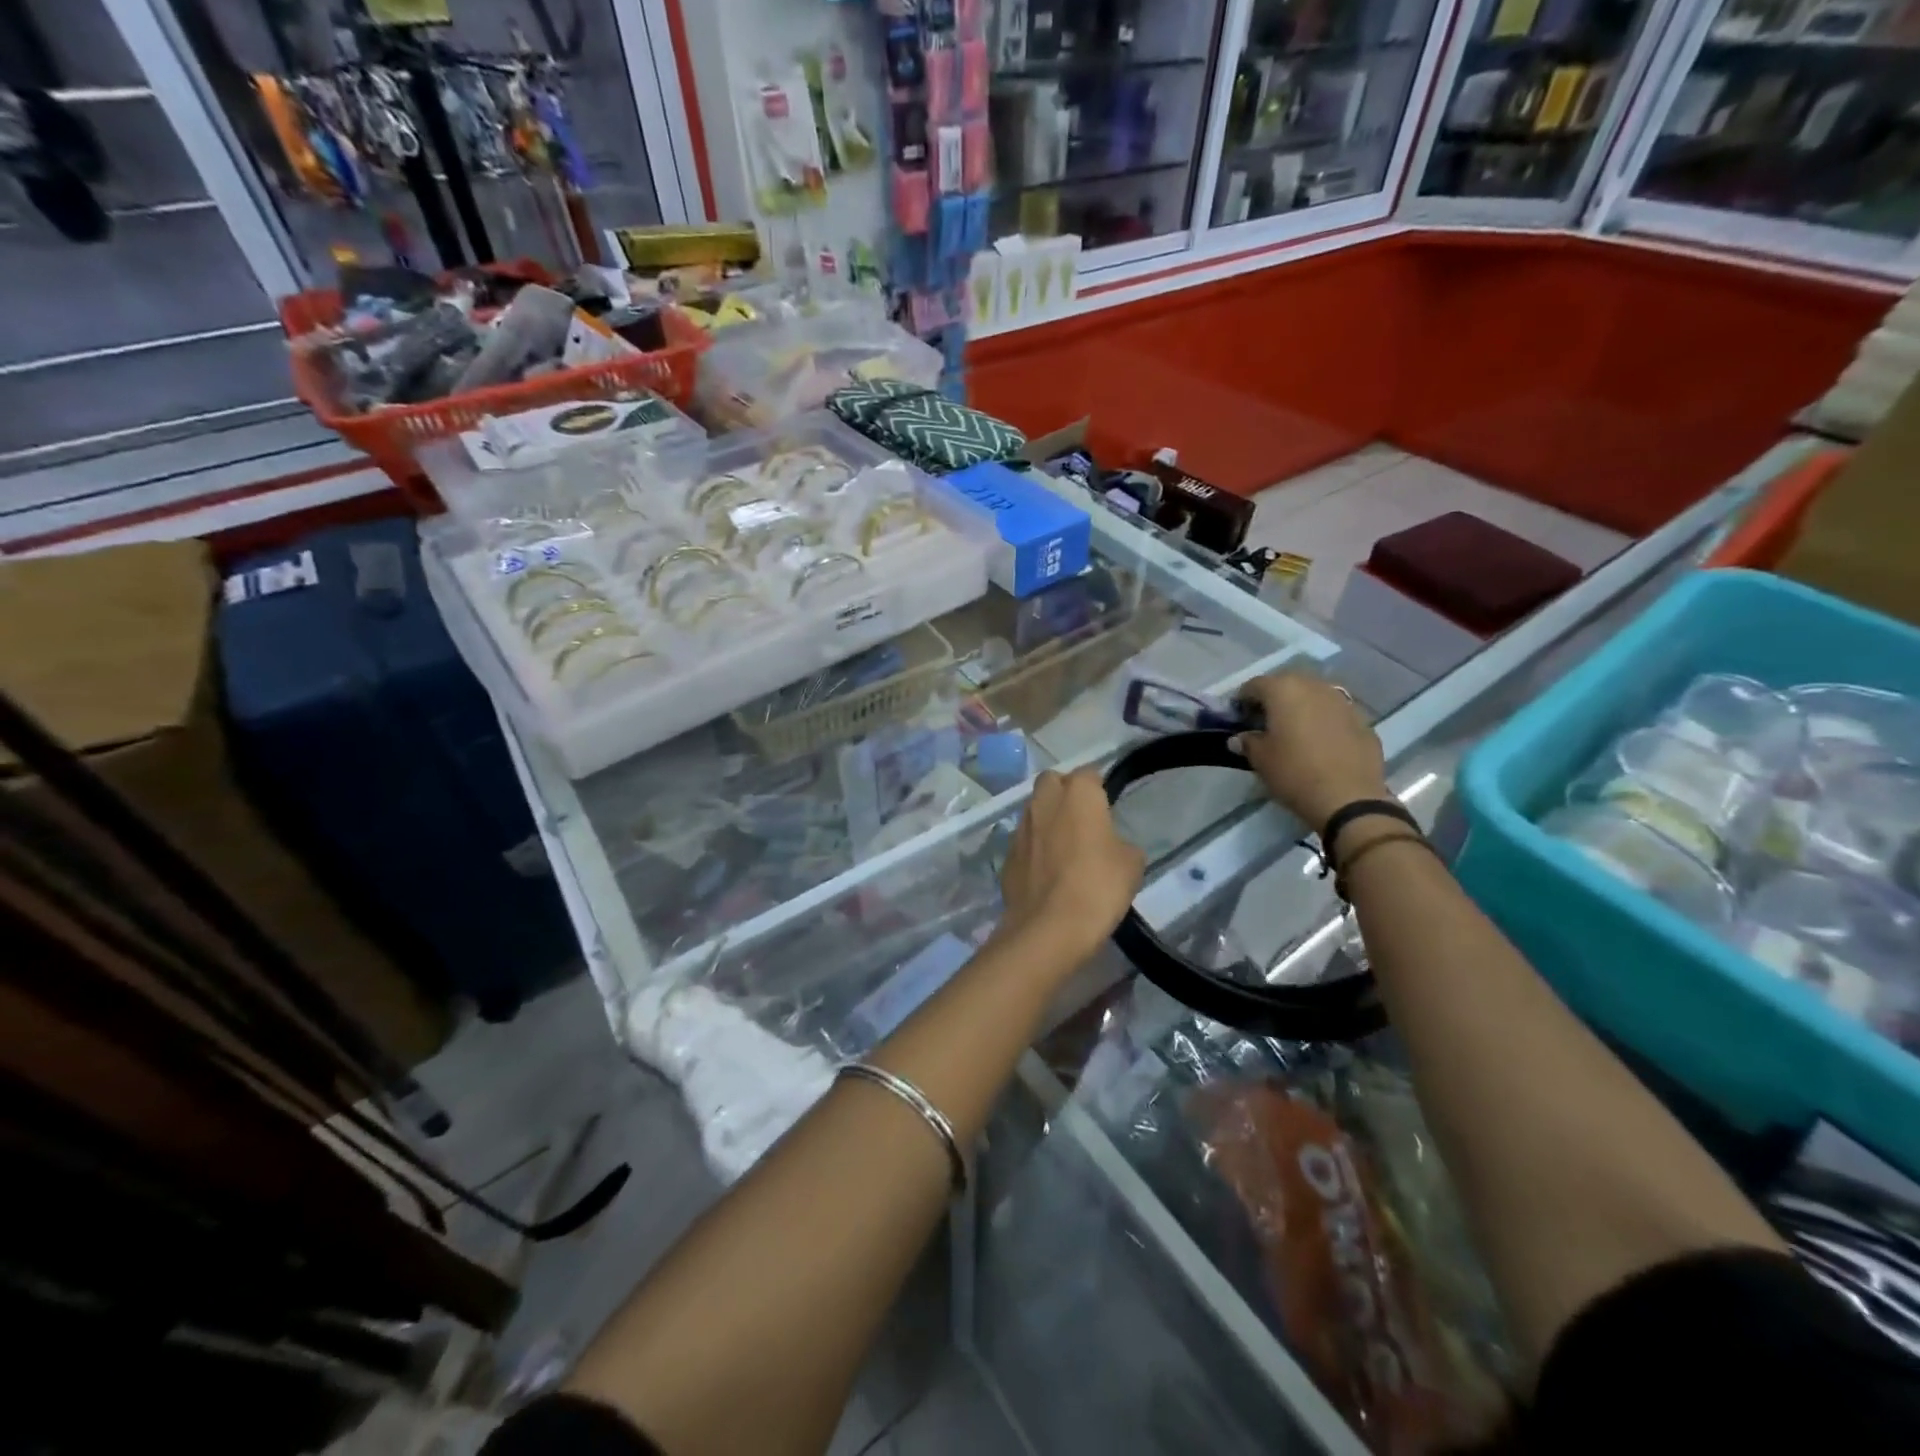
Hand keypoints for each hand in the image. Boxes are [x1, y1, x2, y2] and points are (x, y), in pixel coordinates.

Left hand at [997, 767, 1144, 961]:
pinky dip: (1034, 850)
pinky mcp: (1006, 856)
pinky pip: (1024, 842)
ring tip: (1065, 849)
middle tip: (1083, 821)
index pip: (1089, 774)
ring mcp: (1020, 828)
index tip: (1107, 810)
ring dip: (1047, 821)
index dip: (1098, 790)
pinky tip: (1047, 874)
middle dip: (1065, 793)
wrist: (1049, 928)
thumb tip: (1110, 845)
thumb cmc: (1098, 887)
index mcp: (1077, 794)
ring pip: (1034, 810)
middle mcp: (1044, 802)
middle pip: (1052, 782)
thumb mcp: (1131, 864)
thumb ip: (1121, 843)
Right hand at [1235, 673, 1390, 831]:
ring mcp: (1342, 701)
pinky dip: (1322, 721)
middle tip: (1264, 723)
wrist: (1349, 798)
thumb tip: (1241, 737)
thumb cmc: (1294, 773)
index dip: (1242, 700)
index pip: (1255, 685)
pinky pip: (1334, 714)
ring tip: (1293, 732)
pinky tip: (1319, 743)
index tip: (1238, 719)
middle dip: (1273, 699)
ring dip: (1300, 708)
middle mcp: (1314, 686)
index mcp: (1284, 690)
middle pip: (1287, 684)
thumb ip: (1247, 742)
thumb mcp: (1260, 759)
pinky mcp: (1362, 720)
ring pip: (1314, 696)